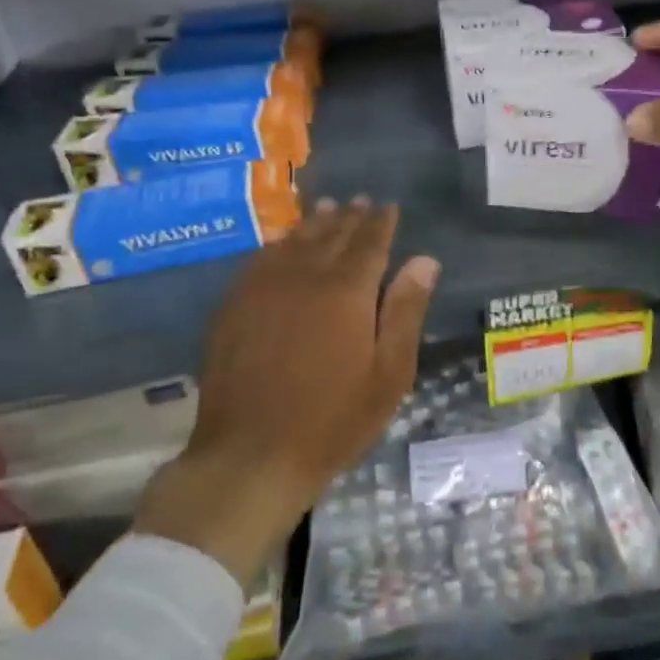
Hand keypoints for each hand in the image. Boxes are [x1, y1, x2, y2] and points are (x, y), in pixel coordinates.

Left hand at [133, 198, 439, 581]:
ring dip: (314, 223)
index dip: (381, 222)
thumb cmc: (333, 420)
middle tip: (361, 201)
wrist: (250, 457)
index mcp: (347, 290)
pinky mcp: (234, 308)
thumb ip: (406, 311)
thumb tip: (425, 260)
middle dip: (350, 216)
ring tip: (327, 208)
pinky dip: (277, 244)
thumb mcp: (388, 373)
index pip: (369, 242)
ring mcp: (263, 290)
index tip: (388, 206)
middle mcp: (304, 277)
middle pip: (331, 235)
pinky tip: (281, 243)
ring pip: (294, 242)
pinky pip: (259, 261)